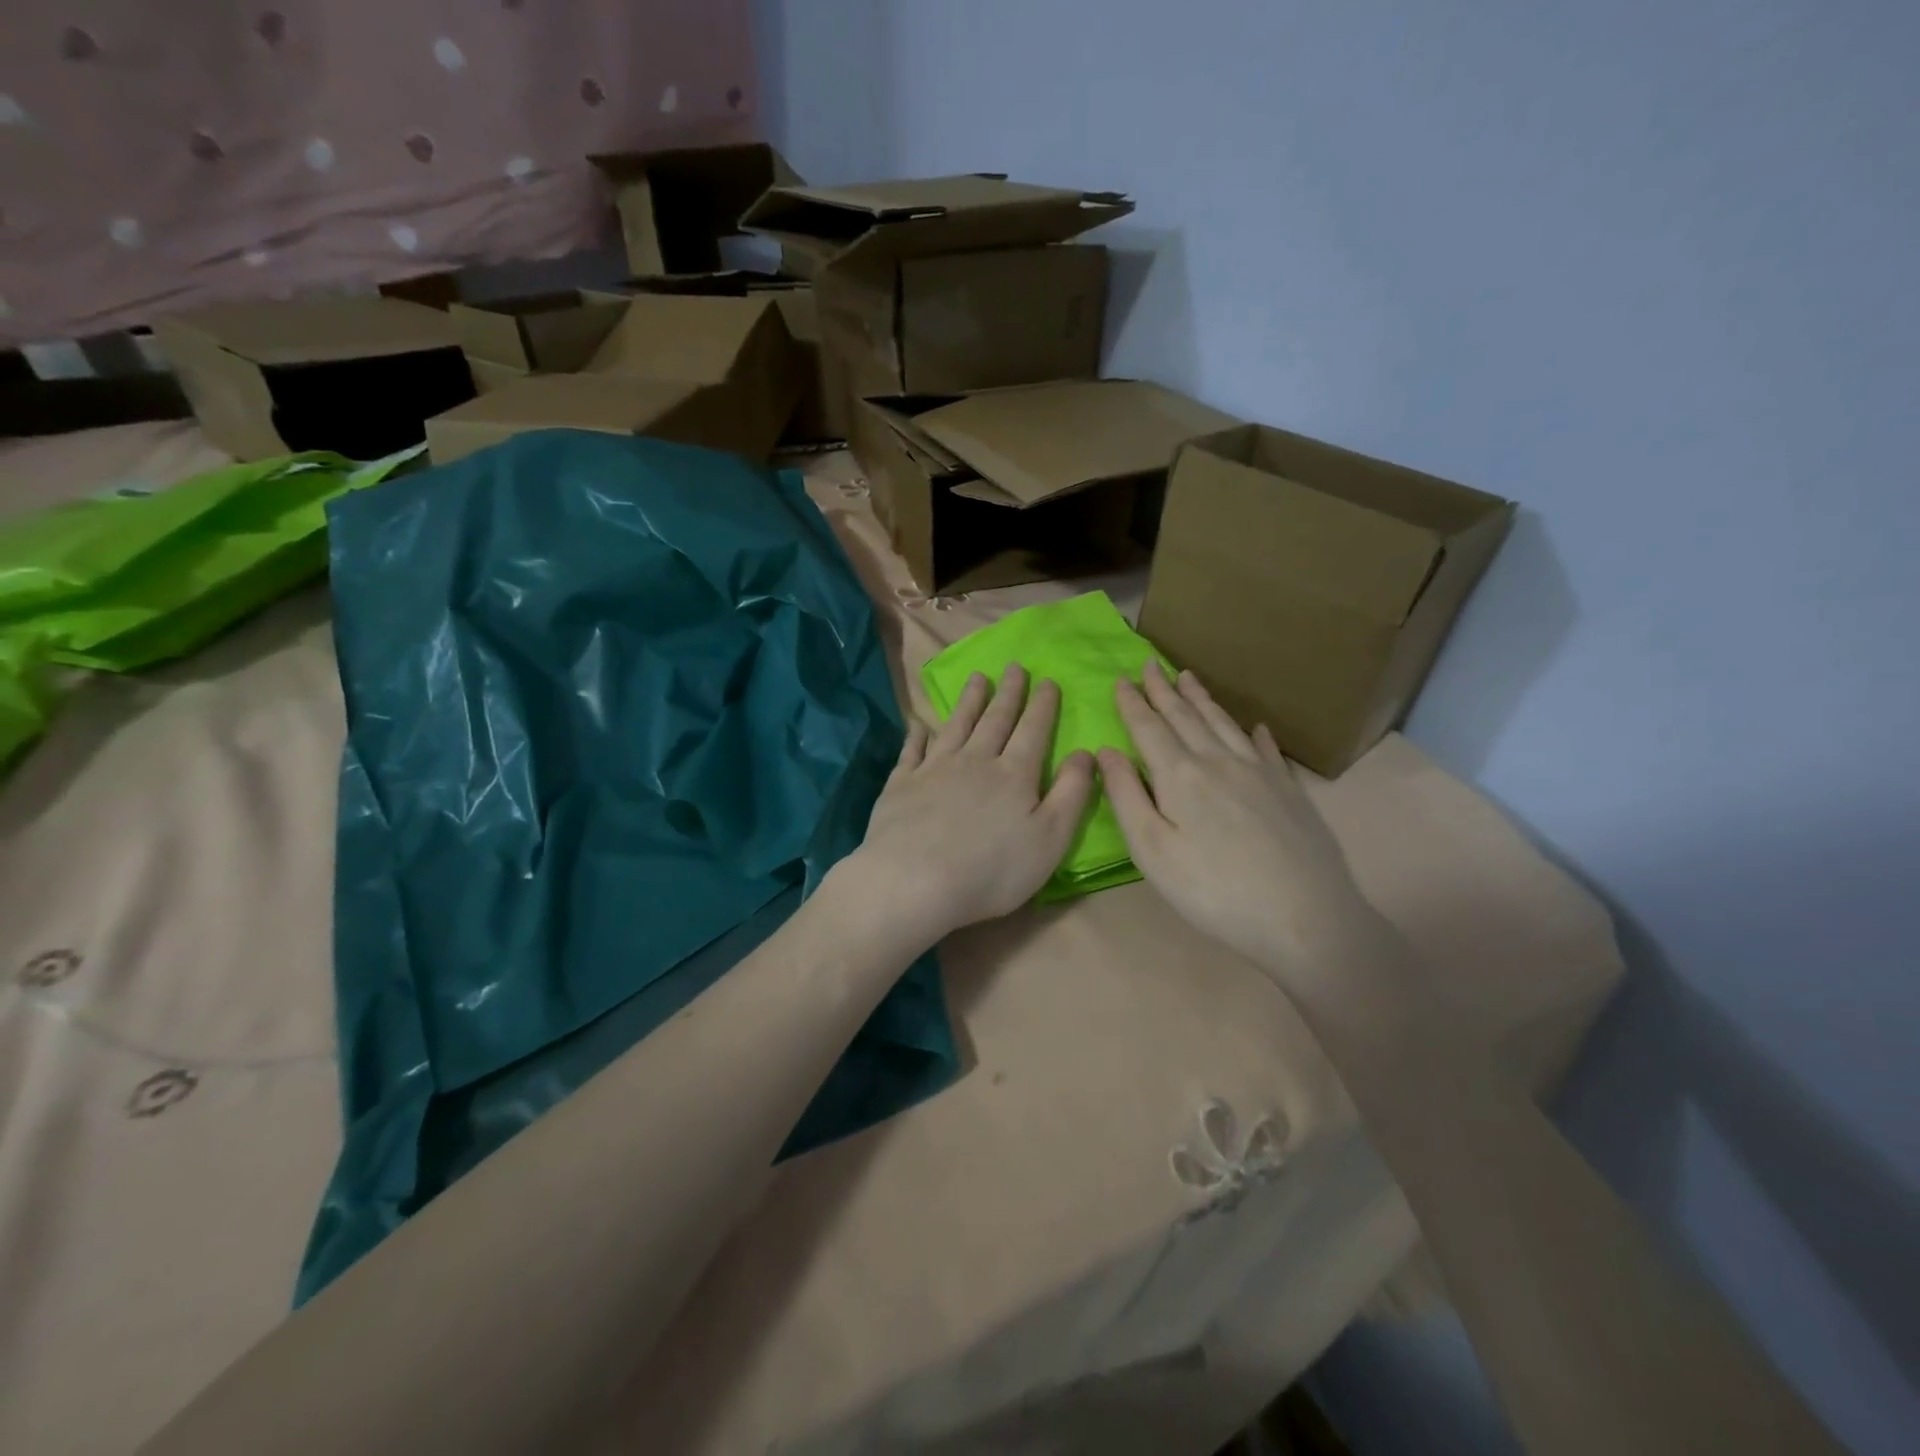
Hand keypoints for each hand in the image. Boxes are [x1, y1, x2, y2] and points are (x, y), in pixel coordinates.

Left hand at [851, 665, 1094, 945]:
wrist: (914, 880)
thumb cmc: (992, 869)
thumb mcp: (1051, 838)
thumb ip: (1071, 793)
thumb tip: (1085, 753)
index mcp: (1014, 774)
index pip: (1033, 730)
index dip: (1042, 705)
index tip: (1047, 680)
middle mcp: (975, 761)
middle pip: (995, 719)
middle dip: (1008, 693)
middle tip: (1014, 666)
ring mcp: (934, 769)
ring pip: (956, 725)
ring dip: (968, 701)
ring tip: (977, 678)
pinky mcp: (901, 785)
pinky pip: (912, 751)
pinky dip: (917, 735)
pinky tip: (919, 724)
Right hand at [1098, 661, 1380, 978]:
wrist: (1304, 916)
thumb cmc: (1212, 890)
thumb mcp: (1152, 851)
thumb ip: (1126, 797)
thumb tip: (1107, 751)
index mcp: (1180, 775)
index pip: (1149, 727)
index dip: (1133, 703)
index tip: (1121, 678)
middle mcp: (1219, 761)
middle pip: (1186, 717)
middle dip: (1164, 690)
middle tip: (1150, 664)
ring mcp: (1260, 772)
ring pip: (1224, 724)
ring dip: (1202, 699)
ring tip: (1189, 677)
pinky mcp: (1289, 790)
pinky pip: (1267, 750)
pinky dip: (1255, 733)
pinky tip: (1255, 726)